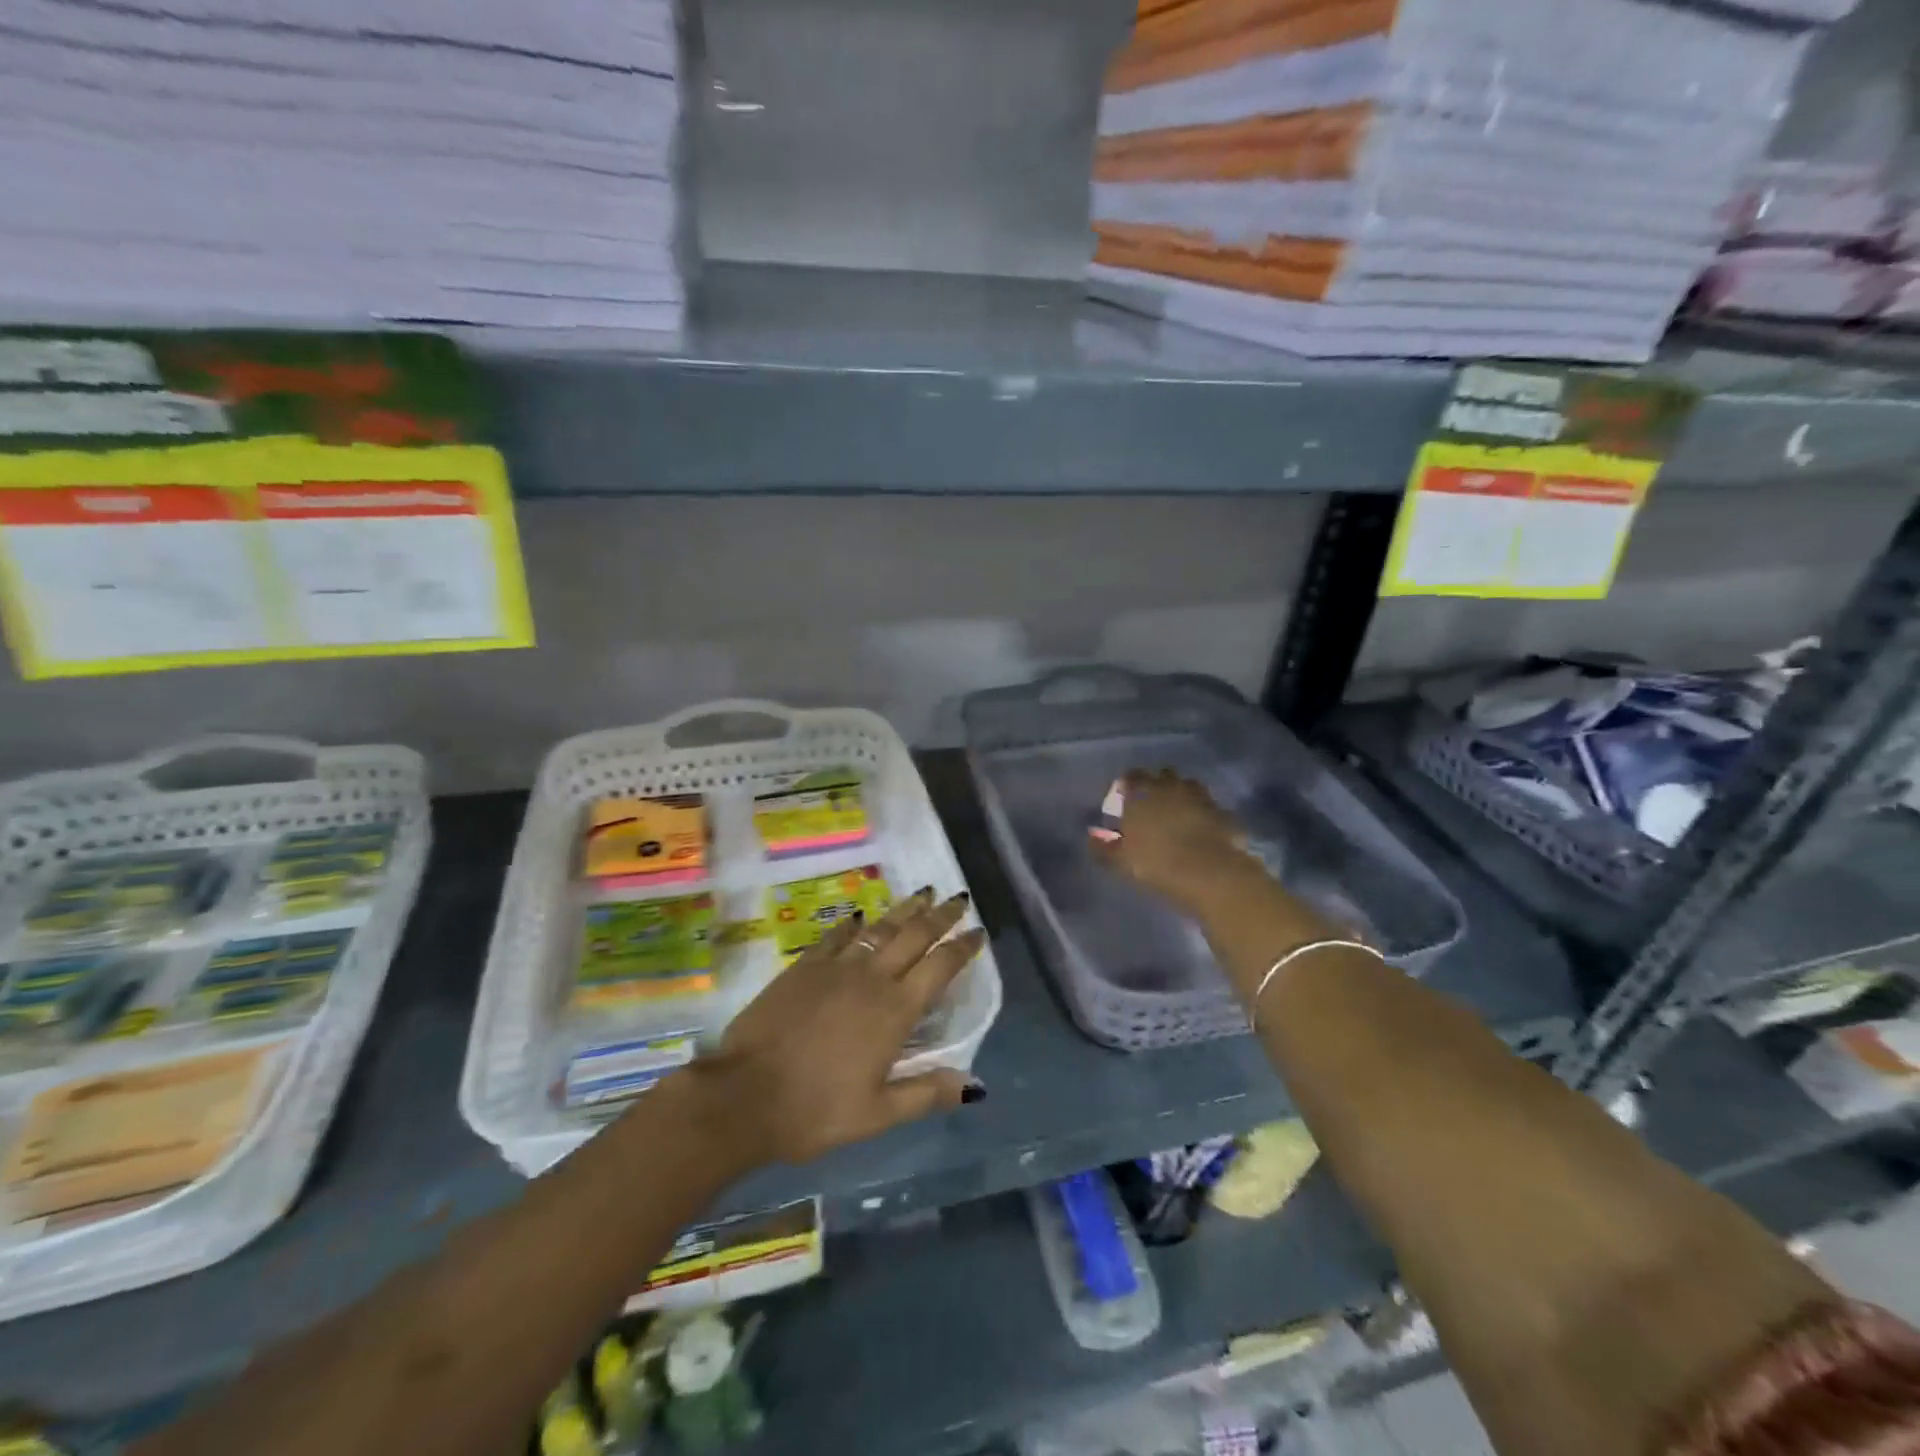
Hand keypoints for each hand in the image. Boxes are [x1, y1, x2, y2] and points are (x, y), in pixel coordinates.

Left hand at [688, 889, 986, 1166]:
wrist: (745, 1094)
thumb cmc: (816, 1110)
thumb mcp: (877, 1114)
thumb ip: (927, 1094)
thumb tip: (975, 1086)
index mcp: (895, 1011)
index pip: (940, 967)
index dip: (962, 947)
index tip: (978, 931)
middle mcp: (872, 979)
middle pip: (915, 936)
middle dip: (940, 915)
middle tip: (958, 898)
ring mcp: (836, 967)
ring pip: (880, 927)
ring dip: (905, 909)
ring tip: (923, 892)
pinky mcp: (805, 966)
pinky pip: (837, 936)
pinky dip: (854, 924)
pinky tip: (861, 916)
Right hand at [1091, 769, 1255, 914]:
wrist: (1209, 873)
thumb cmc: (1155, 862)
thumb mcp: (1120, 861)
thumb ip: (1103, 847)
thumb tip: (1092, 838)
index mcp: (1142, 792)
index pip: (1131, 777)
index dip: (1127, 786)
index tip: (1124, 799)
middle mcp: (1171, 786)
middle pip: (1163, 775)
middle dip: (1158, 786)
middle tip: (1152, 806)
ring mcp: (1201, 797)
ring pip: (1189, 787)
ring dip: (1183, 797)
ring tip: (1178, 817)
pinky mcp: (1224, 813)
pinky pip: (1210, 809)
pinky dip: (1204, 815)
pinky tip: (1201, 832)